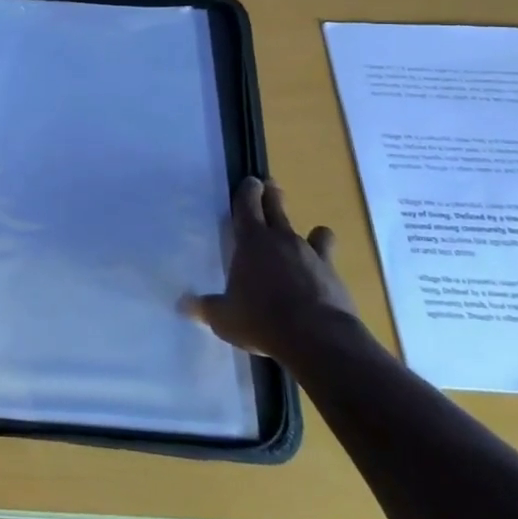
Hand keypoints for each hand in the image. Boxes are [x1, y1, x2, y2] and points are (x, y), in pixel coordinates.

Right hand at [182, 177, 361, 365]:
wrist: (318, 338)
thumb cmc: (261, 320)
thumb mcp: (224, 318)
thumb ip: (206, 307)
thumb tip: (183, 305)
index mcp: (251, 241)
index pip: (247, 205)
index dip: (247, 191)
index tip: (251, 180)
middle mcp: (281, 239)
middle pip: (277, 207)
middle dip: (272, 195)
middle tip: (270, 185)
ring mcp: (311, 255)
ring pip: (312, 232)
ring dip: (308, 231)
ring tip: (311, 234)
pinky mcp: (334, 275)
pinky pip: (330, 259)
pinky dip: (326, 261)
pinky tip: (323, 273)